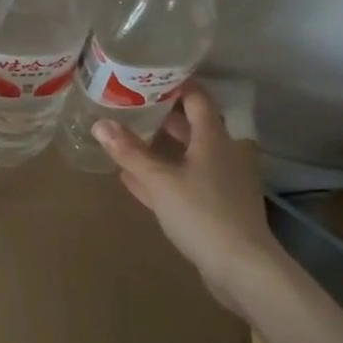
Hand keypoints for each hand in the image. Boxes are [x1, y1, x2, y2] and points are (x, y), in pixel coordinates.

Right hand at [94, 86, 281, 316]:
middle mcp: (222, 153)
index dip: (177, 84)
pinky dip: (163, 177)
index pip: (197, 98)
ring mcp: (222, 182)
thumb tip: (100, 123)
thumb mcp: (159, 180)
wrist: (242, 268)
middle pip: (192, 126)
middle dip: (164, 116)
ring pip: (188, 156)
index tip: (151, 75)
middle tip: (132, 105)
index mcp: (214, 137)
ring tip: (129, 138)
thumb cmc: (202, 212)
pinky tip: (134, 180)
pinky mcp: (217, 208)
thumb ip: (130, 152)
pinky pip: (185, 182)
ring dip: (162, 149)